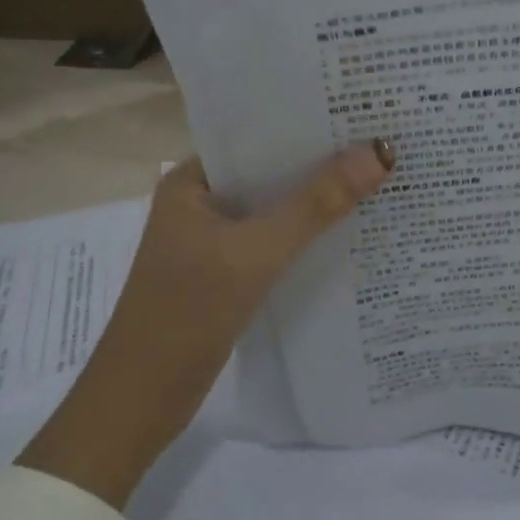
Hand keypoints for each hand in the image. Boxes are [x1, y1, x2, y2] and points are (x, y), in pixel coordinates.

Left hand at [19, 144, 392, 506]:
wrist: (138, 407)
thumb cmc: (185, 315)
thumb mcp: (256, 253)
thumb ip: (317, 204)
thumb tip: (379, 152)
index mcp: (192, 181)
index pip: (257, 136)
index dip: (307, 123)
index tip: (360, 112)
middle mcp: (201, 203)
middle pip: (271, 173)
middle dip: (321, 162)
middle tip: (382, 141)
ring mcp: (213, 241)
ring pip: (276, 209)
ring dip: (317, 200)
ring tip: (379, 176)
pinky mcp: (227, 274)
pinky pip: (275, 241)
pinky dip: (307, 235)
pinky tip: (350, 230)